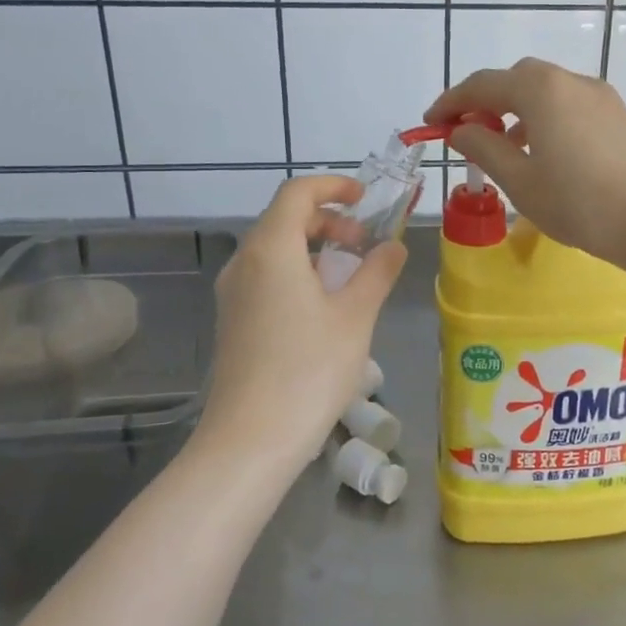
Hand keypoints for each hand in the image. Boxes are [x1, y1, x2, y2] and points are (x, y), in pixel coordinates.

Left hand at [197, 176, 405, 470]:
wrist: (250, 439)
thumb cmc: (309, 370)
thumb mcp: (355, 317)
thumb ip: (376, 272)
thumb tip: (392, 245)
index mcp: (271, 249)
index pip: (297, 193)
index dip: (333, 186)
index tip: (365, 197)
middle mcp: (244, 262)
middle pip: (284, 219)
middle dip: (328, 220)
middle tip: (364, 241)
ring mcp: (232, 294)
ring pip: (274, 249)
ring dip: (313, 248)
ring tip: (350, 275)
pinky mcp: (232, 321)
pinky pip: (266, 276)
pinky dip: (297, 272)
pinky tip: (323, 306)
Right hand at [425, 58, 625, 270]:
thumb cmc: (580, 203)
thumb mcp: (520, 181)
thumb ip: (484, 149)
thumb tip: (462, 129)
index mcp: (539, 90)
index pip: (482, 85)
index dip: (451, 103)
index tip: (430, 124)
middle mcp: (569, 81)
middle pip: (516, 80)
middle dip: (485, 102)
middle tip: (466, 134)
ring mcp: (599, 96)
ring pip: (544, 92)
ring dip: (515, 111)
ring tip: (502, 149)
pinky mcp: (617, 116)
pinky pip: (567, 106)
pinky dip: (543, 120)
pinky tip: (542, 154)